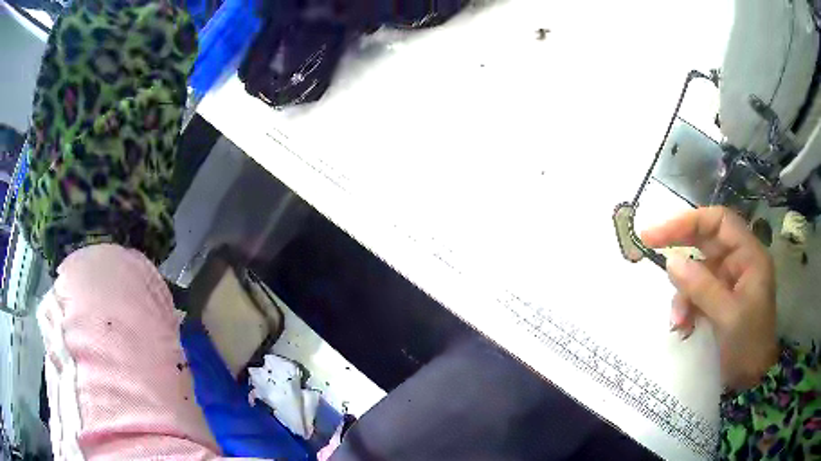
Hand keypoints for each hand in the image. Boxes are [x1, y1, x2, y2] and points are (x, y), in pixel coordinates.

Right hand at [641, 207, 778, 389]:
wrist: (752, 380)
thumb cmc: (749, 345)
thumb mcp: (727, 316)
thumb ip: (701, 287)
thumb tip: (670, 261)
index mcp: (749, 256)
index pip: (718, 222)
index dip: (689, 221)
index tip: (658, 234)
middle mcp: (739, 262)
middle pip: (706, 242)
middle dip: (680, 250)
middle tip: (649, 248)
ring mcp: (729, 282)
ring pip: (698, 273)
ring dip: (683, 294)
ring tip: (678, 322)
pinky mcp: (720, 301)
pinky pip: (697, 294)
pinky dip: (687, 308)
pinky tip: (683, 327)